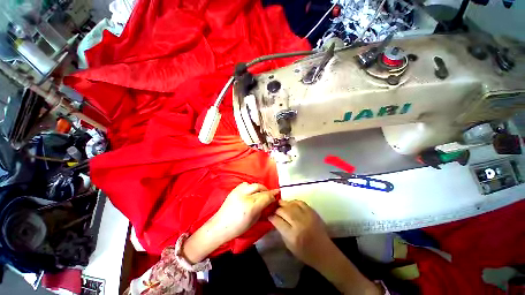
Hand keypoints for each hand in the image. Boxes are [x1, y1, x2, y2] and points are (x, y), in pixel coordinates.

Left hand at [211, 182, 278, 241]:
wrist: (220, 226)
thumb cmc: (238, 228)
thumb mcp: (254, 220)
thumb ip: (262, 209)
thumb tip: (269, 201)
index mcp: (251, 206)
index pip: (266, 197)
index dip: (272, 196)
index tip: (276, 195)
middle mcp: (245, 196)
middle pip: (260, 188)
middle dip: (267, 190)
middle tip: (270, 194)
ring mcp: (238, 192)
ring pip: (253, 184)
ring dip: (259, 187)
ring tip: (261, 192)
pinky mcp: (234, 190)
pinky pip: (245, 184)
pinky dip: (251, 187)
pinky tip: (251, 192)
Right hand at [270, 201, 381, 294]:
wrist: (324, 252)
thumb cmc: (305, 253)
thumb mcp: (289, 246)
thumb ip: (281, 231)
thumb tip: (275, 219)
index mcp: (293, 235)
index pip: (278, 221)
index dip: (271, 216)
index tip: (268, 214)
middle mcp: (299, 224)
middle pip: (284, 211)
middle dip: (276, 208)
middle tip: (273, 208)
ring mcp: (307, 217)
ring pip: (291, 205)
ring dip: (284, 203)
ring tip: (280, 204)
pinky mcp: (313, 212)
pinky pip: (300, 202)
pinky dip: (294, 201)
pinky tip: (290, 204)